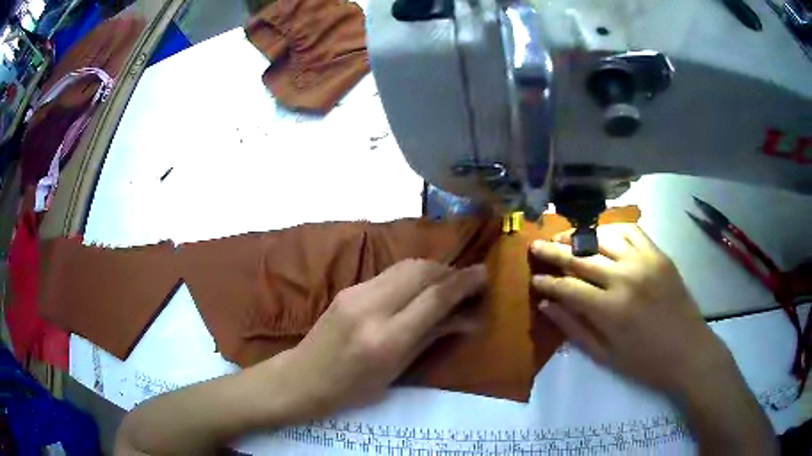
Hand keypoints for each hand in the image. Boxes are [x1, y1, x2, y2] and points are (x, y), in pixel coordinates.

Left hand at [265, 259, 486, 418]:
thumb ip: (432, 338)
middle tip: (469, 280)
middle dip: (450, 271)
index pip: (434, 298)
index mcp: (386, 339)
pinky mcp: (349, 288)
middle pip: (421, 272)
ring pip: (406, 266)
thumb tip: (468, 319)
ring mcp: (356, 293)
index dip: (464, 282)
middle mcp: (371, 308)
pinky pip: (390, 273)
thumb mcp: (396, 372)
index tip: (484, 275)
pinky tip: (421, 287)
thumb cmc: (351, 389)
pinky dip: (413, 274)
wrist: (302, 377)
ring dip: (433, 269)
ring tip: (449, 282)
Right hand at [530, 224, 732, 397]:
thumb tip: (547, 305)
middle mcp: (625, 277)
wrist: (688, 351)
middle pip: (582, 257)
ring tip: (566, 238)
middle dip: (554, 251)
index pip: (568, 287)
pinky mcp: (659, 255)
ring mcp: (645, 261)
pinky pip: (632, 231)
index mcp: (610, 309)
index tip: (533, 278)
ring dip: (581, 237)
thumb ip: (574, 328)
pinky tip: (603, 237)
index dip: (547, 282)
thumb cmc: (644, 362)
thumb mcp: (604, 355)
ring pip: (604, 237)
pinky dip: (613, 230)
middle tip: (536, 246)